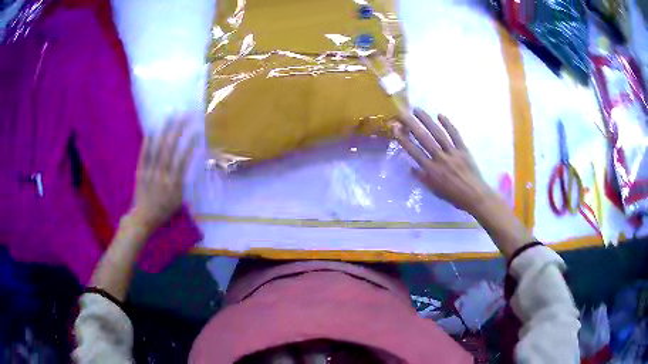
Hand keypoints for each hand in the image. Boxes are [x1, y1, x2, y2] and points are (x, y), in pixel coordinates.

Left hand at [130, 118, 196, 232]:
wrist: (143, 218)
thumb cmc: (164, 211)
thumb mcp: (179, 201)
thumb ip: (183, 183)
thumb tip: (189, 167)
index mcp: (174, 182)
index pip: (183, 159)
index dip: (190, 144)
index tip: (196, 131)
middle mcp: (162, 173)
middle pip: (170, 148)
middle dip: (177, 130)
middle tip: (183, 116)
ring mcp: (150, 171)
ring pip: (158, 148)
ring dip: (164, 131)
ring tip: (169, 117)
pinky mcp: (141, 171)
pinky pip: (144, 155)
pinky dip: (147, 143)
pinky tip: (151, 131)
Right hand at [392, 108, 499, 216]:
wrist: (475, 196)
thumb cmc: (453, 196)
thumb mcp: (435, 191)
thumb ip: (423, 178)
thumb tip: (411, 168)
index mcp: (432, 171)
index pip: (414, 152)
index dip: (403, 139)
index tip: (395, 128)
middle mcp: (440, 159)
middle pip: (424, 139)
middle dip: (412, 124)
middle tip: (402, 112)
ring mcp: (453, 153)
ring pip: (438, 134)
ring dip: (427, 120)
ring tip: (417, 110)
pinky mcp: (463, 149)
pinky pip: (455, 135)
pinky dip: (448, 124)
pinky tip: (440, 115)